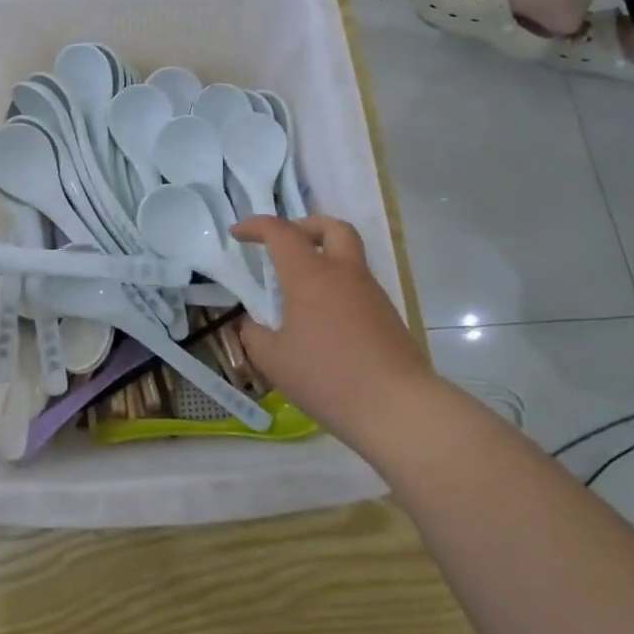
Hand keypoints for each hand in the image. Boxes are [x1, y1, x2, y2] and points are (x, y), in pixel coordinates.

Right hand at [230, 215, 436, 437]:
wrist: (396, 406)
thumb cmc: (326, 377)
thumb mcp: (273, 359)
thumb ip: (254, 334)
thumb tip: (252, 323)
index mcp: (311, 275)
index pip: (281, 232)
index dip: (256, 226)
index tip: (238, 234)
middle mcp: (344, 273)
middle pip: (332, 227)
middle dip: (306, 226)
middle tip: (285, 245)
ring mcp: (371, 293)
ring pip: (349, 256)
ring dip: (324, 258)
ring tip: (299, 291)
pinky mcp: (387, 315)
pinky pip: (358, 286)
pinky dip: (337, 287)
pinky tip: (322, 320)